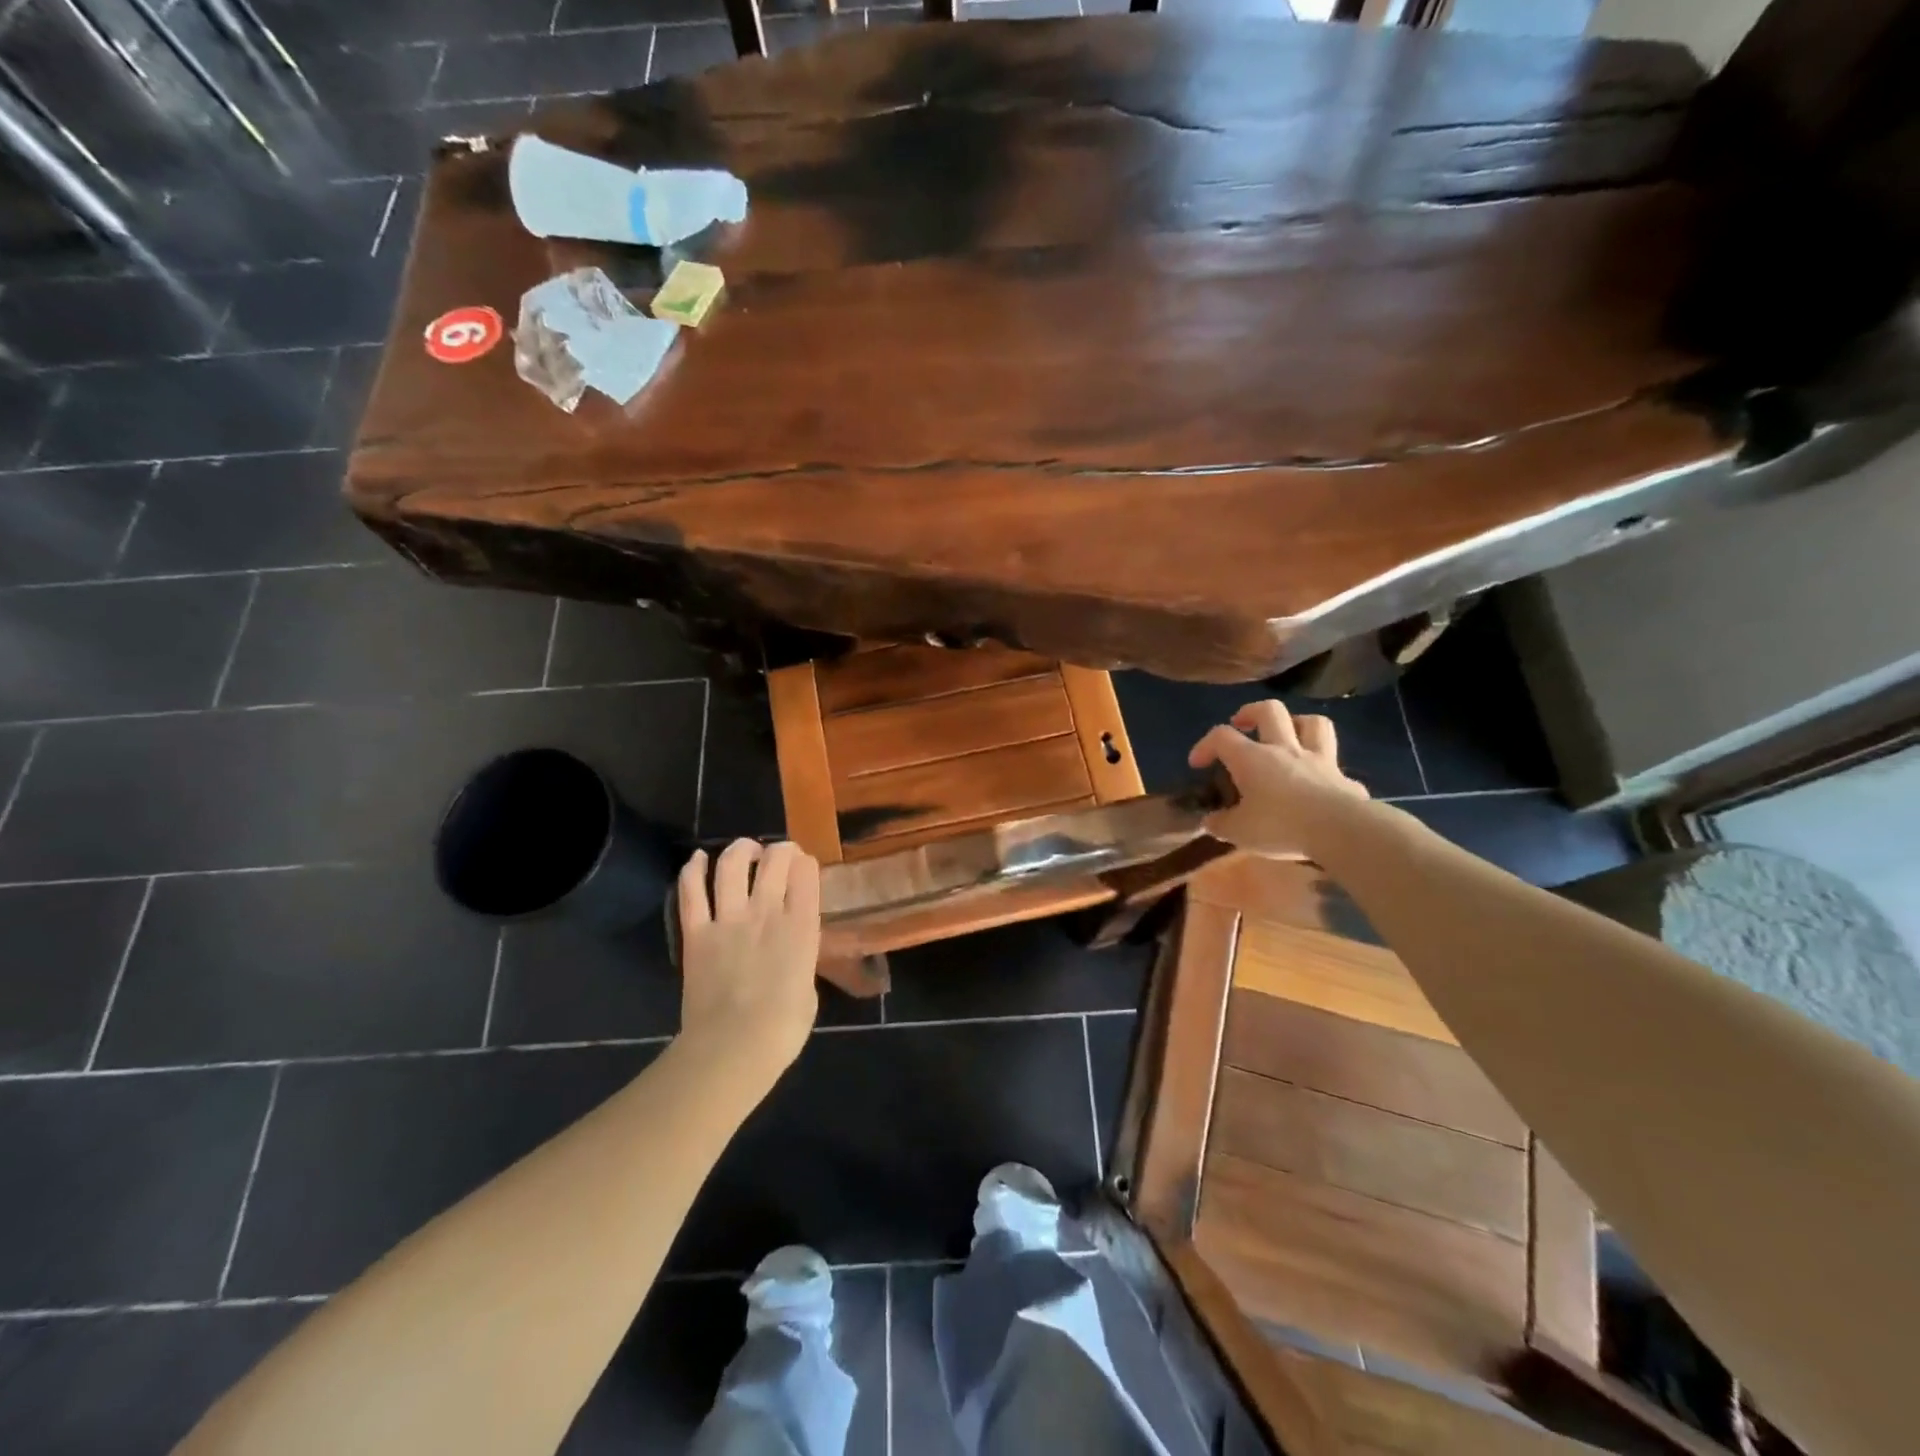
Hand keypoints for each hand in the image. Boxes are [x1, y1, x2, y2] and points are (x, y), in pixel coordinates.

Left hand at [676, 839, 821, 1072]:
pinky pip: (691, 891)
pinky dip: (693, 869)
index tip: (804, 866)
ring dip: (740, 850)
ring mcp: (729, 919)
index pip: (806, 873)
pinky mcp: (696, 932)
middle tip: (778, 854)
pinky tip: (697, 859)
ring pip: (732, 865)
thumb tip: (792, 949)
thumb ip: (801, 957)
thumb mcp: (808, 986)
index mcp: (802, 926)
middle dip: (779, 850)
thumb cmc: (783, 1028)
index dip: (806, 863)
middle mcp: (767, 912)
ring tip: (744, 850)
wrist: (733, 1048)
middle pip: (774, 860)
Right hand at [1188, 700, 1370, 858]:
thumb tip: (1211, 822)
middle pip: (1270, 710)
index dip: (1205, 745)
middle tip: (1242, 725)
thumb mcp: (1238, 832)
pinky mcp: (1344, 779)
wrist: (1339, 830)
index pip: (1221, 736)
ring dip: (1296, 724)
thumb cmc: (1279, 825)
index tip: (1197, 764)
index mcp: (1252, 758)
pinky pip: (1335, 766)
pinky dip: (1324, 769)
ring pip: (1312, 723)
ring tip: (1287, 735)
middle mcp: (1284, 749)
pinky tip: (1320, 783)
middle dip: (1252, 712)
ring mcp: (1319, 760)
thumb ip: (1221, 824)